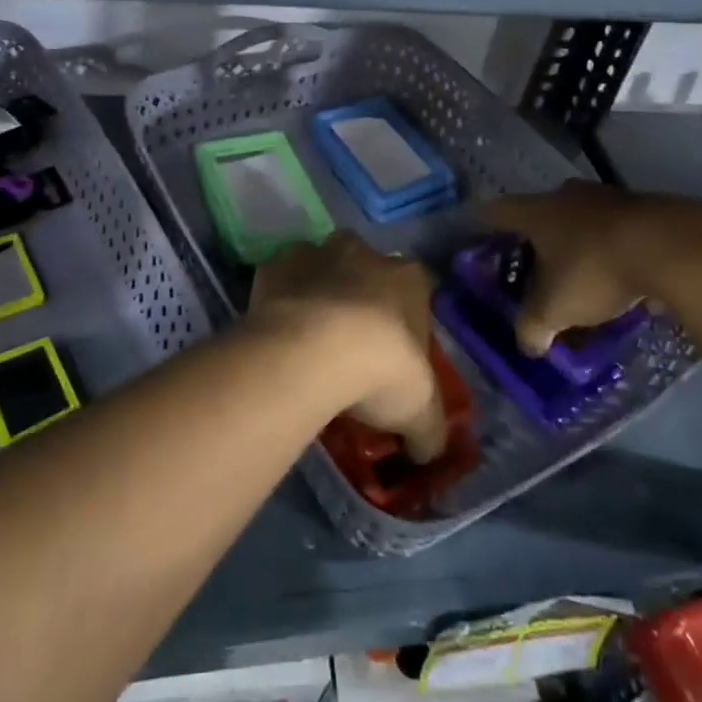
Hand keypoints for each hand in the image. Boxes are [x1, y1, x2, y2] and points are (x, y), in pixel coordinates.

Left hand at [247, 232, 446, 462]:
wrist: (309, 352)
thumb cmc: (379, 370)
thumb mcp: (419, 412)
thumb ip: (428, 428)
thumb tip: (427, 449)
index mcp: (408, 277)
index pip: (418, 288)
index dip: (409, 320)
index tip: (398, 353)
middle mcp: (363, 252)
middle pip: (367, 268)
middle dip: (362, 295)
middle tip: (352, 344)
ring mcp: (316, 253)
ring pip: (321, 267)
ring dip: (319, 292)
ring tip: (310, 340)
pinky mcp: (273, 266)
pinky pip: (280, 280)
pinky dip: (281, 300)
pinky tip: (278, 334)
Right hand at [481, 182, 701, 355]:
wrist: (673, 247)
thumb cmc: (596, 270)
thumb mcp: (555, 308)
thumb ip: (532, 327)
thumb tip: (527, 344)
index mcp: (537, 212)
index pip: (496, 212)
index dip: (483, 224)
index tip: (477, 235)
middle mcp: (566, 196)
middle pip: (540, 213)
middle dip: (535, 239)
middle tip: (532, 264)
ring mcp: (607, 197)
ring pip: (580, 220)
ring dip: (577, 243)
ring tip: (579, 275)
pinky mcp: (644, 207)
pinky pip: (616, 229)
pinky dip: (611, 248)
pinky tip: (621, 275)